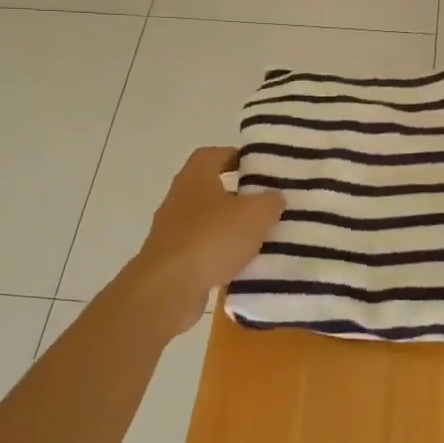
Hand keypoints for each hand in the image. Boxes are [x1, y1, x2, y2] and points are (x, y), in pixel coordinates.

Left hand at [121, 147, 285, 328]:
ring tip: (260, 237)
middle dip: (239, 195)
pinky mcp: (172, 260)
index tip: (260, 168)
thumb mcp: (255, 214)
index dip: (236, 157)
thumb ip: (270, 202)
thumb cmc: (212, 238)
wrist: (168, 288)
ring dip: (231, 228)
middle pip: (211, 189)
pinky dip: (221, 254)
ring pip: (208, 221)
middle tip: (267, 204)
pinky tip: (242, 265)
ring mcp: (172, 230)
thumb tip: (275, 197)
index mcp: (195, 176)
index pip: (214, 154)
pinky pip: (203, 249)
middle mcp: (179, 198)